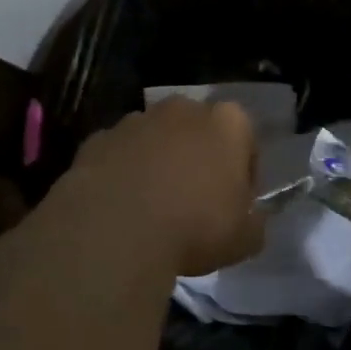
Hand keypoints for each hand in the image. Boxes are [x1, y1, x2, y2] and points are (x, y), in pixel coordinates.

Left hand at [61, 98, 266, 276]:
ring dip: (157, 161)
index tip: (234, 202)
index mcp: (227, 122)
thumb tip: (250, 219)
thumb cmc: (195, 228)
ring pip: (154, 138)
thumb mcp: (244, 239)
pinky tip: (120, 206)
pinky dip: (121, 171)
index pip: (244, 138)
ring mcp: (134, 120)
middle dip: (197, 156)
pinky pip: (118, 154)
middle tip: (193, 200)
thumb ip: (253, 222)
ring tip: (152, 205)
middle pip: (196, 129)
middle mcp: (181, 109)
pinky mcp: (96, 139)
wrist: (116, 230)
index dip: (242, 171)